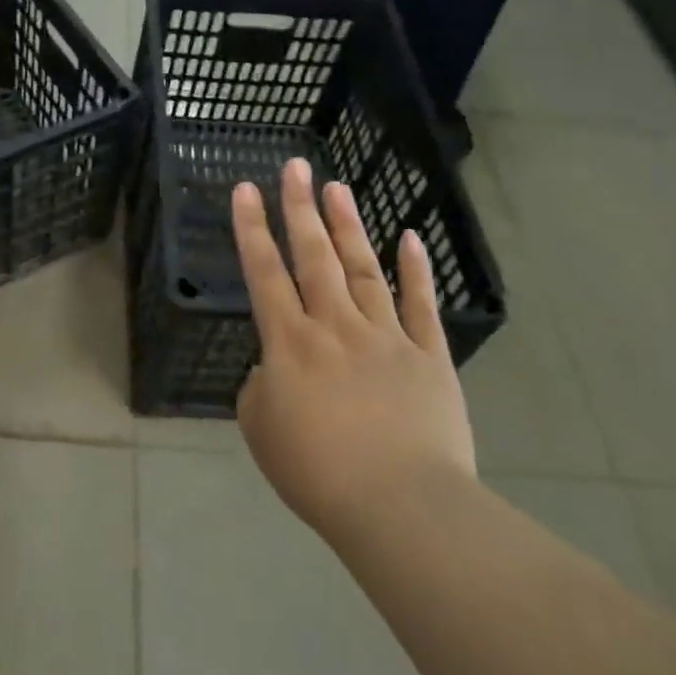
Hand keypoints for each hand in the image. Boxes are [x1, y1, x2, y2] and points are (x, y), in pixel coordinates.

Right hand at [233, 158, 475, 551]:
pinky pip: (420, 305)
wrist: (401, 507)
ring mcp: (386, 336)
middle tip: (296, 167)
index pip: (264, 272)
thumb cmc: (318, 473)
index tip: (246, 189)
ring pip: (363, 268)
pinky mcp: (429, 357)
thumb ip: (260, 387)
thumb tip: (276, 369)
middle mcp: (335, 325)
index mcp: (290, 342)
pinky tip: (409, 238)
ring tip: (338, 188)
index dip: (252, 228)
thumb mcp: (261, 430)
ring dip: (348, 226)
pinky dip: (415, 270)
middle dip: (300, 208)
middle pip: (314, 256)